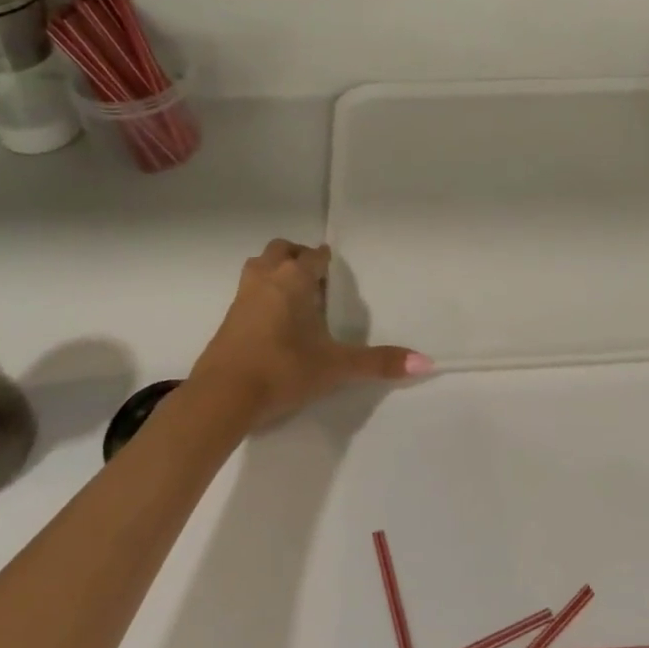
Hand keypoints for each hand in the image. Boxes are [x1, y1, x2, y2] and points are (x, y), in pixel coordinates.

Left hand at [189, 239, 433, 428]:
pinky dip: (261, 296)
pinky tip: (273, 323)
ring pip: (259, 268)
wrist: (222, 397)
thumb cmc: (283, 369)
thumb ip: (378, 362)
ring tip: (294, 298)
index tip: (335, 272)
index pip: (313, 256)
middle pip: (280, 250)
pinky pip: (247, 293)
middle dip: (297, 257)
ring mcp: (242, 297)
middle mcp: (266, 278)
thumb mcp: (335, 367)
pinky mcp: (227, 319)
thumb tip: (426, 362)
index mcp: (294, 279)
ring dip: (275, 272)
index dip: (325, 261)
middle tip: (315, 280)